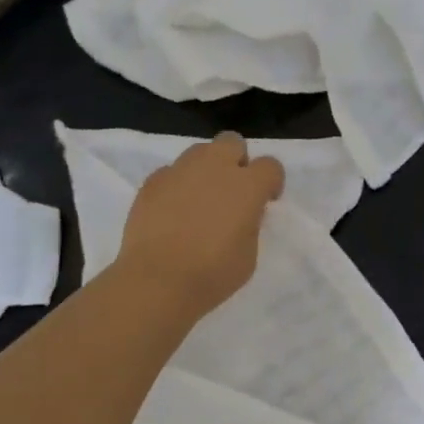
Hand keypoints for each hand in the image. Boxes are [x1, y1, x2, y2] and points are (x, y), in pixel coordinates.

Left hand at [115, 133, 283, 313]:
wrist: (157, 281)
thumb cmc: (212, 274)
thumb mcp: (249, 254)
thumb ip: (250, 224)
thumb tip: (242, 213)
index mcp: (247, 186)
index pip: (270, 165)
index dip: (271, 182)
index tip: (266, 201)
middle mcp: (215, 167)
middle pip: (232, 142)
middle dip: (236, 160)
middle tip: (231, 190)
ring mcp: (180, 171)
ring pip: (199, 152)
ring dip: (206, 169)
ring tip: (199, 199)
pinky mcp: (152, 181)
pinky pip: (171, 172)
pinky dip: (177, 185)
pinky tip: (172, 211)